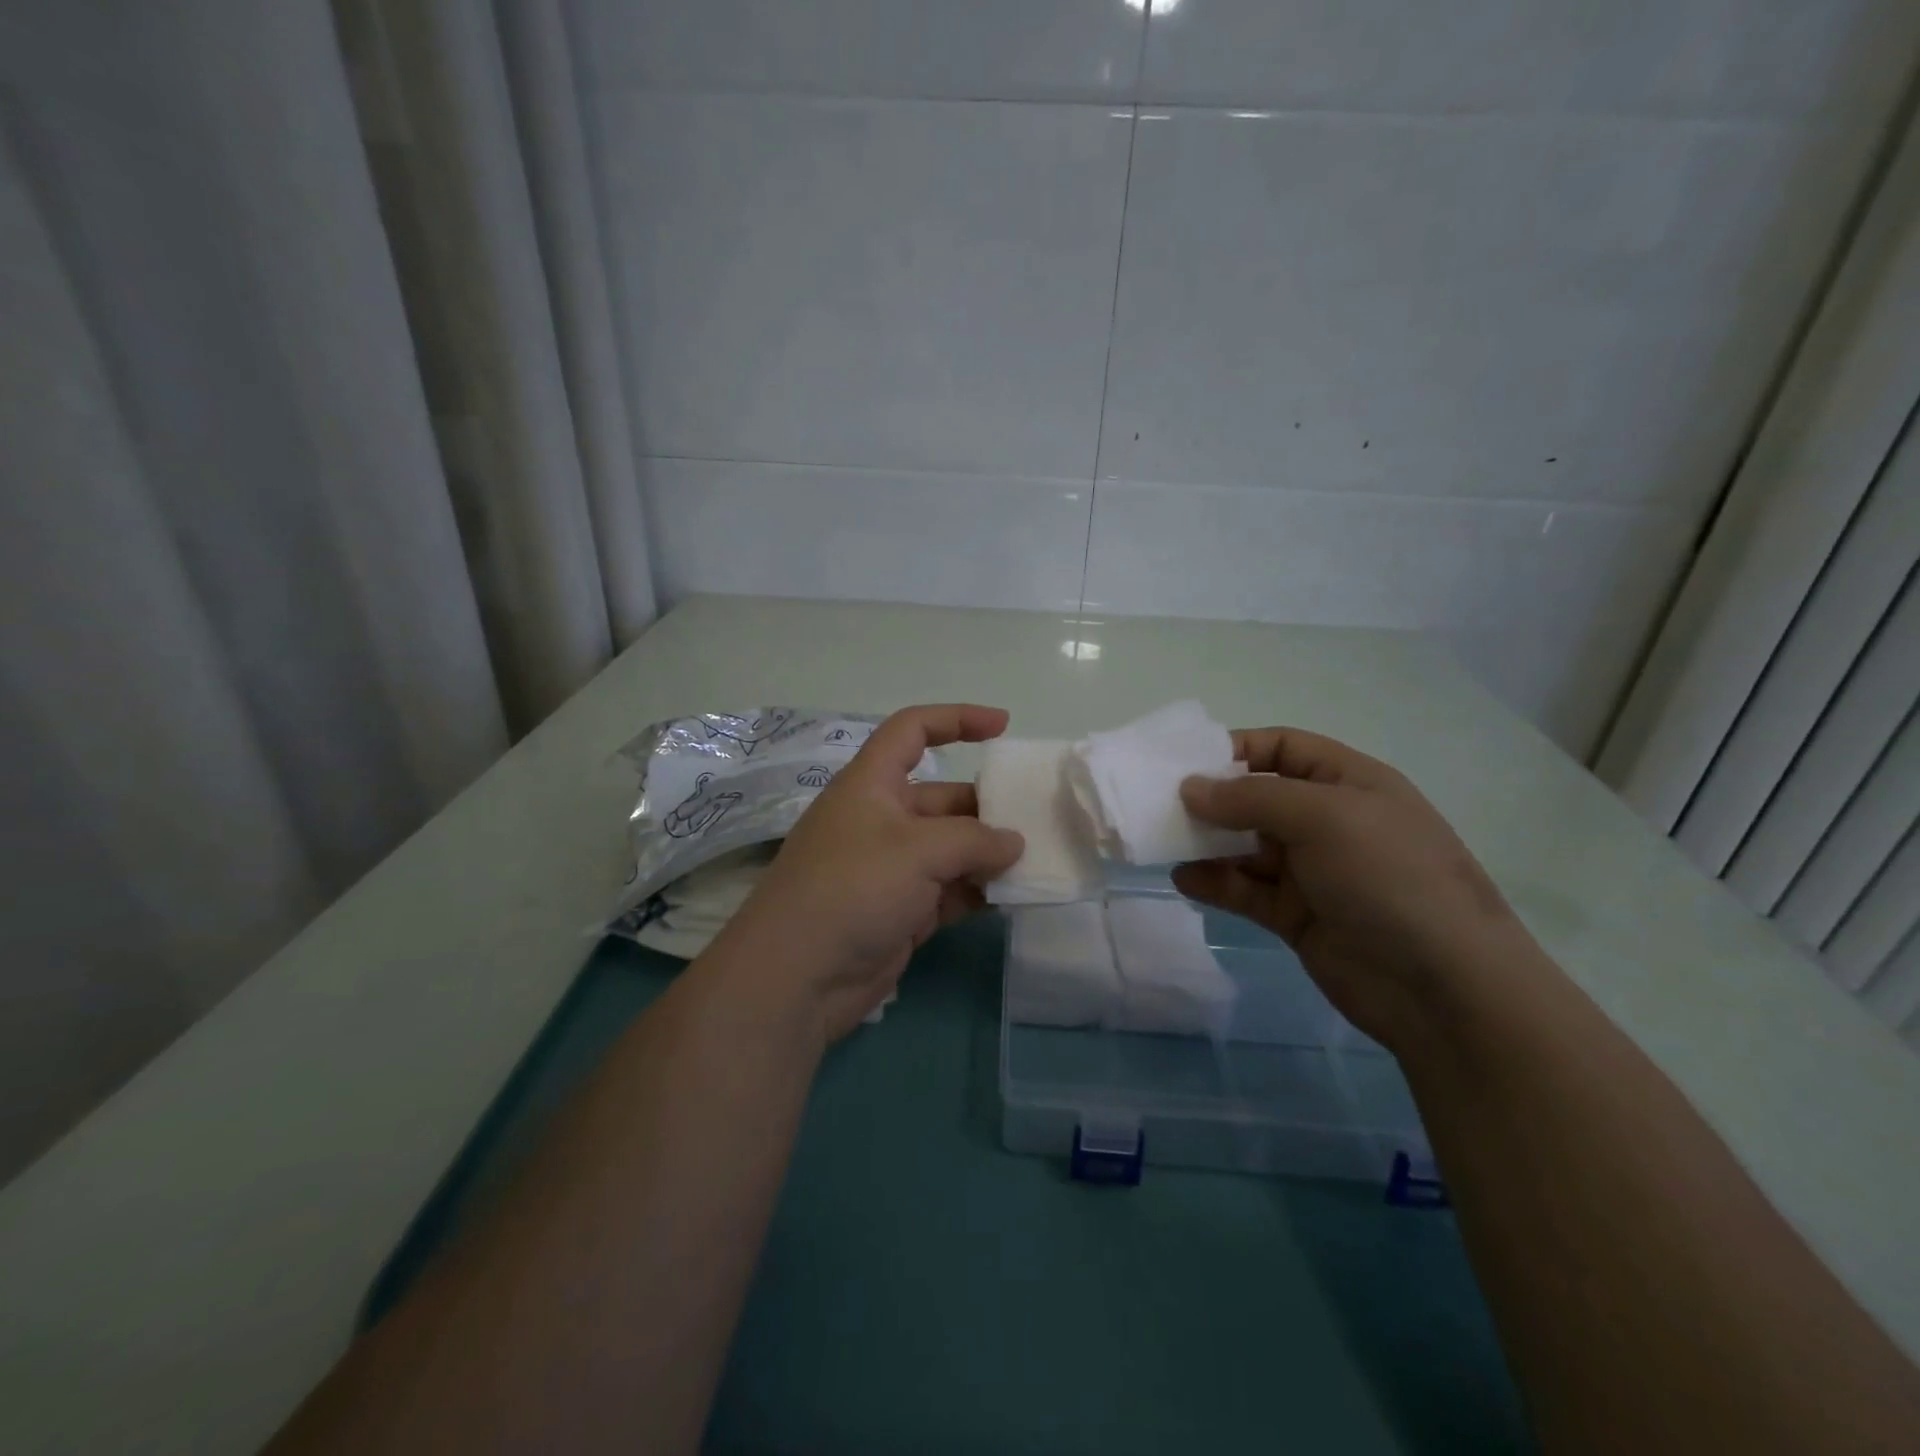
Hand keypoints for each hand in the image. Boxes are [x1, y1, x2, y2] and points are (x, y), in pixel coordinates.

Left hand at [717, 704, 1024, 1041]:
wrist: (798, 977)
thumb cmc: (854, 888)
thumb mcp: (919, 850)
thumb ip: (975, 840)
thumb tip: (1013, 844)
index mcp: (872, 784)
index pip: (912, 731)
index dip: (956, 719)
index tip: (1003, 727)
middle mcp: (882, 819)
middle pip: (943, 797)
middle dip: (988, 806)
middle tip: (1037, 821)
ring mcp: (891, 868)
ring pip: (951, 848)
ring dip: (989, 854)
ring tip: (1037, 860)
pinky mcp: (902, 910)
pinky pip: (950, 890)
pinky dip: (978, 891)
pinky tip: (1014, 896)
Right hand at [1173, 728, 1529, 1050]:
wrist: (1443, 987)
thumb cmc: (1388, 877)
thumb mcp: (1322, 817)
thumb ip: (1250, 797)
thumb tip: (1189, 788)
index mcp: (1348, 783)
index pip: (1283, 748)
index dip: (1236, 748)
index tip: (1186, 762)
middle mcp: (1328, 822)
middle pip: (1257, 797)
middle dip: (1212, 799)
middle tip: (1161, 805)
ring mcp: (1313, 871)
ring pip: (1245, 846)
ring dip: (1206, 843)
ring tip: (1164, 843)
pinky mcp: (1296, 916)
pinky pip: (1245, 890)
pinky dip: (1215, 883)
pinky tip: (1185, 881)